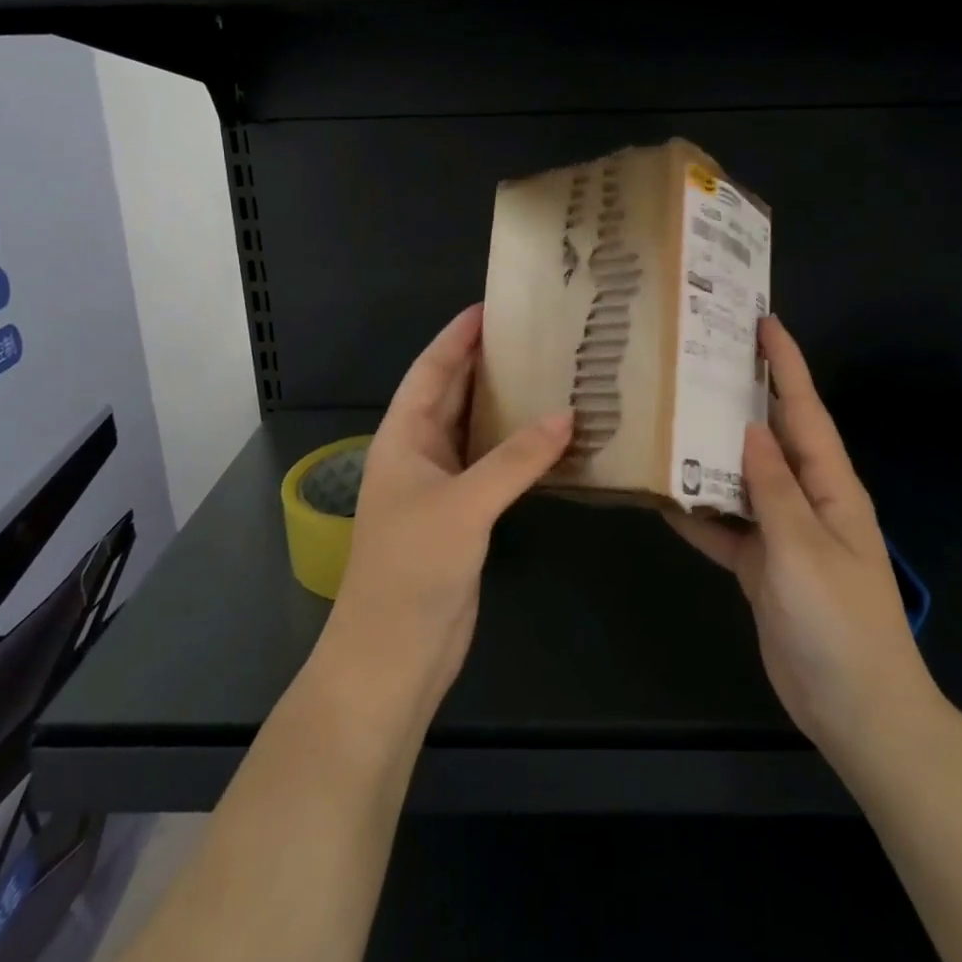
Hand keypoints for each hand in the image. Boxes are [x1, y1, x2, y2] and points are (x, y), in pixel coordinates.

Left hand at [320, 304, 572, 716]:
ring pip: (475, 430)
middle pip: (453, 393)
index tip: (491, 306)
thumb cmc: (412, 567)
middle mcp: (419, 453)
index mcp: (403, 437)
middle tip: (532, 333)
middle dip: (485, 362)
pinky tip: (550, 438)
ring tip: (548, 373)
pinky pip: (492, 466)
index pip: (430, 370)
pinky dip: (517, 449)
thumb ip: (516, 459)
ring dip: (505, 405)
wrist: (394, 654)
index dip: (456, 336)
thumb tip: (567, 415)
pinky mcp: (463, 516)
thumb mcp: (464, 505)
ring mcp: (441, 486)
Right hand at [667, 316, 942, 768]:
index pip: (804, 409)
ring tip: (666, 414)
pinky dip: (696, 512)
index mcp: (829, 485)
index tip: (762, 321)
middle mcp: (805, 498)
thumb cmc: (839, 622)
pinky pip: (724, 526)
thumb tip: (749, 426)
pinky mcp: (760, 564)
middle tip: (697, 359)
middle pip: (768, 435)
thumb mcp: (803, 548)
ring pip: (739, 478)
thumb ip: (773, 487)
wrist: (856, 710)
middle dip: (740, 395)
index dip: (786, 363)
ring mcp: (781, 532)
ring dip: (708, 452)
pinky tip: (660, 496)